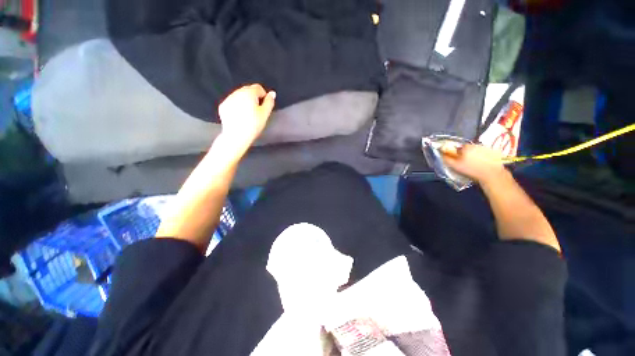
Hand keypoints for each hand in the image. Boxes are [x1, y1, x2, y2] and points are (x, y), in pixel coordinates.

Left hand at [218, 84, 275, 151]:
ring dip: (245, 101)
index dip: (263, 96)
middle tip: (257, 112)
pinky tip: (239, 117)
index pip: (258, 88)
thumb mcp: (265, 114)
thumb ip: (269, 102)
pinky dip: (237, 106)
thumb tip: (272, 93)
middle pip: (248, 90)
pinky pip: (232, 102)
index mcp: (249, 93)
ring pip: (239, 96)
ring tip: (248, 115)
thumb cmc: (253, 125)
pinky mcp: (223, 106)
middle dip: (254, 98)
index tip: (264, 107)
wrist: (236, 136)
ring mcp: (228, 99)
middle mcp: (237, 92)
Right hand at [441, 144, 507, 184]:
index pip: (458, 148)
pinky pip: (486, 152)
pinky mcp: (495, 152)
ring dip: (475, 155)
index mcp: (466, 147)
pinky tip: (483, 163)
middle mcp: (476, 145)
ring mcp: (486, 148)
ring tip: (475, 164)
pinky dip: (484, 156)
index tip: (458, 160)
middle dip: (466, 153)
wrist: (491, 174)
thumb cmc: (471, 170)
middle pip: (468, 148)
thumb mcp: (456, 166)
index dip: (457, 154)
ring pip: (477, 150)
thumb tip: (441, 154)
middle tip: (466, 162)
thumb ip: (447, 159)